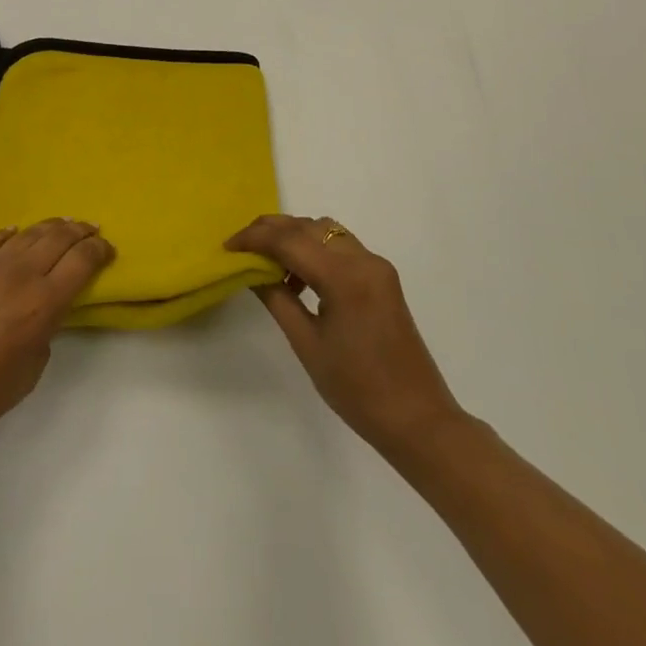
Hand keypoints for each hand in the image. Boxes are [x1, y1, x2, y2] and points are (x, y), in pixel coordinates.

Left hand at [0, 219, 113, 447]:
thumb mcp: (33, 367)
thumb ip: (46, 329)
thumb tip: (44, 309)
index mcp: (44, 303)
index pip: (83, 261)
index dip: (100, 250)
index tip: (107, 249)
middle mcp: (21, 274)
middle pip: (59, 238)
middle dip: (80, 231)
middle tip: (90, 229)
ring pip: (27, 233)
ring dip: (50, 227)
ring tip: (61, 225)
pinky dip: (9, 233)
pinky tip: (15, 232)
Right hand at [230, 215, 463, 454]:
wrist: (417, 419)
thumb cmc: (357, 389)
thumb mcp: (307, 344)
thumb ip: (276, 299)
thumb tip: (251, 270)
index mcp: (344, 277)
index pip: (289, 239)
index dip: (254, 238)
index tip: (227, 247)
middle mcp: (363, 260)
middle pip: (308, 226)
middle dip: (271, 230)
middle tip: (241, 247)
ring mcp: (377, 267)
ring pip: (325, 231)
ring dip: (293, 237)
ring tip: (267, 262)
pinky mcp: (382, 278)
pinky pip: (340, 247)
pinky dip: (314, 249)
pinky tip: (298, 278)